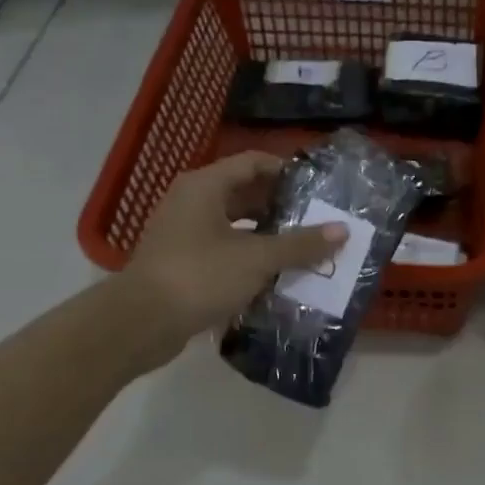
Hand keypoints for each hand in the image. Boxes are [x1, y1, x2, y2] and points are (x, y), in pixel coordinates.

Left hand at [112, 152, 346, 367]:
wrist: (142, 322)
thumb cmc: (200, 276)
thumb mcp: (257, 258)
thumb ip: (300, 244)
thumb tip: (342, 230)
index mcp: (205, 186)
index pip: (253, 162)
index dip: (286, 171)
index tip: (318, 187)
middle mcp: (191, 202)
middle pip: (244, 193)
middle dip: (281, 206)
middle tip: (317, 220)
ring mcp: (184, 233)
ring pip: (235, 225)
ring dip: (267, 235)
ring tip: (303, 248)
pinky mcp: (183, 263)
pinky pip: (224, 250)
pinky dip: (250, 257)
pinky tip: (276, 274)